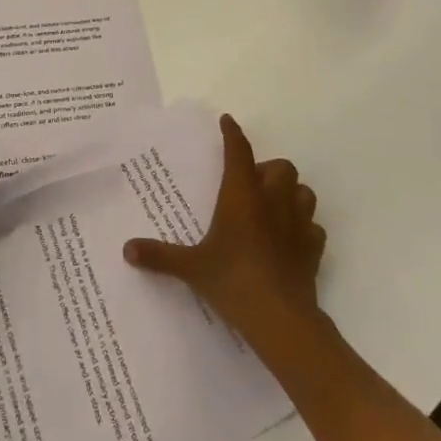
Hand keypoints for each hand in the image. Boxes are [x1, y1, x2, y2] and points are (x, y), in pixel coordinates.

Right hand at [123, 115, 325, 339]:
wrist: (281, 319)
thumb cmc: (233, 281)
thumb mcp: (192, 267)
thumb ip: (160, 255)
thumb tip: (126, 249)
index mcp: (242, 195)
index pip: (238, 152)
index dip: (233, 134)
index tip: (228, 121)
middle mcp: (273, 201)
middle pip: (281, 166)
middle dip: (267, 170)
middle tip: (249, 187)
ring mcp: (298, 224)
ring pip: (303, 191)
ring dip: (290, 193)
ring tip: (272, 208)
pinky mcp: (313, 249)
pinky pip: (313, 227)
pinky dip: (304, 227)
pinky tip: (290, 240)